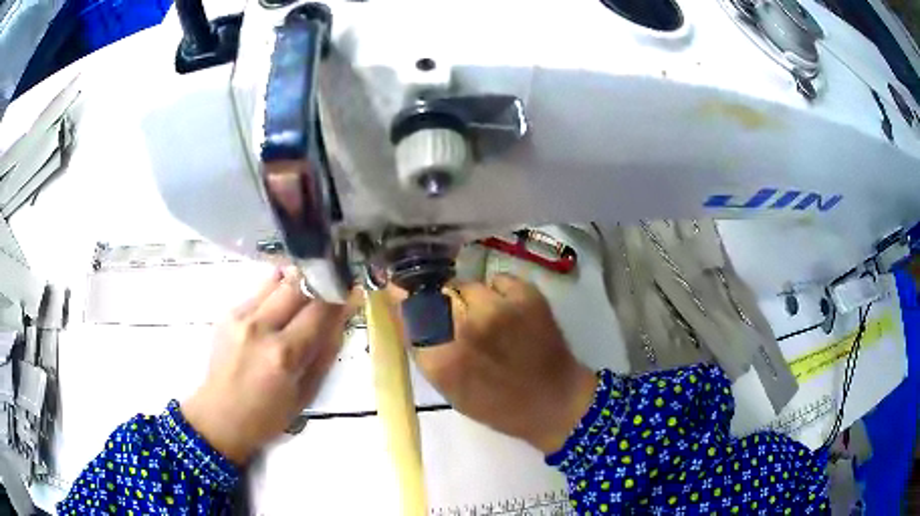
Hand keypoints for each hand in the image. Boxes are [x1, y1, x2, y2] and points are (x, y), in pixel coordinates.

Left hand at [182, 269, 353, 464]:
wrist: (219, 417)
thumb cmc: (267, 416)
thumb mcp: (306, 393)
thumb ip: (325, 352)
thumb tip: (342, 317)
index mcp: (284, 354)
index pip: (319, 309)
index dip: (339, 295)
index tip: (350, 290)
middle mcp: (260, 327)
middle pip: (297, 285)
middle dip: (318, 282)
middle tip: (330, 287)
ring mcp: (240, 317)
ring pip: (276, 281)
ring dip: (296, 283)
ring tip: (305, 292)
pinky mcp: (228, 313)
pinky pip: (259, 291)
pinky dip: (276, 292)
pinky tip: (280, 305)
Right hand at [409, 274, 596, 453]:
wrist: (555, 401)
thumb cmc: (497, 405)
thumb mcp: (449, 388)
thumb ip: (422, 349)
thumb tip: (401, 306)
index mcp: (443, 358)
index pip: (408, 309)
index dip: (406, 298)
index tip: (406, 295)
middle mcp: (467, 327)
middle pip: (437, 292)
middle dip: (443, 303)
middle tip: (460, 320)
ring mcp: (499, 307)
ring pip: (468, 284)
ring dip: (472, 298)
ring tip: (491, 319)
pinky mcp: (527, 294)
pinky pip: (498, 280)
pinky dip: (499, 292)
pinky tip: (511, 313)